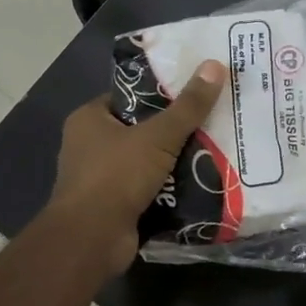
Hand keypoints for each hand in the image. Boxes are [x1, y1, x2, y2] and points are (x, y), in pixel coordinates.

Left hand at [48, 60, 227, 273]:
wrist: (92, 239)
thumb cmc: (116, 176)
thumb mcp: (158, 136)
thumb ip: (188, 106)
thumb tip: (215, 65)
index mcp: (89, 119)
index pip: (130, 97)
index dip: (161, 93)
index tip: (195, 92)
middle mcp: (89, 146)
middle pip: (141, 130)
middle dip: (174, 130)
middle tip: (212, 121)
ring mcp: (101, 179)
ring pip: (147, 161)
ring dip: (175, 161)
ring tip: (215, 149)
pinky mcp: (114, 206)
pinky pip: (148, 189)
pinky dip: (170, 188)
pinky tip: (201, 183)